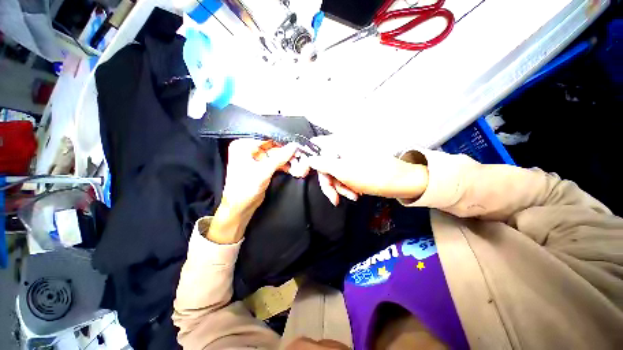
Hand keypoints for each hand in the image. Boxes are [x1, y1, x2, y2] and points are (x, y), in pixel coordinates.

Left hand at [208, 139, 298, 243]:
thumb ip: (280, 158)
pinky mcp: (262, 167)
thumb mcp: (264, 171)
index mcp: (243, 146)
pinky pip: (275, 163)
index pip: (267, 139)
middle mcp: (248, 150)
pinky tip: (292, 168)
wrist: (241, 206)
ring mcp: (256, 159)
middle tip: (299, 156)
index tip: (296, 146)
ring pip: (276, 156)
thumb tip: (293, 146)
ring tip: (298, 163)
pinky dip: (284, 165)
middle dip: (286, 153)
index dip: (282, 143)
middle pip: (272, 148)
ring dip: (287, 160)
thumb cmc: (245, 188)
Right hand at [302, 136, 428, 205]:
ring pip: (334, 173)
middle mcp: (341, 148)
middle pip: (324, 165)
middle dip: (330, 183)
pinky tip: (356, 193)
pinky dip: (347, 186)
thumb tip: (308, 159)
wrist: (401, 182)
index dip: (307, 159)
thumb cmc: (372, 175)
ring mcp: (348, 158)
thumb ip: (323, 164)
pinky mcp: (354, 167)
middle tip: (335, 198)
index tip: (301, 173)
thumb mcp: (344, 171)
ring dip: (340, 187)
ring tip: (353, 195)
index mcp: (338, 144)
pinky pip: (343, 177)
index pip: (315, 146)